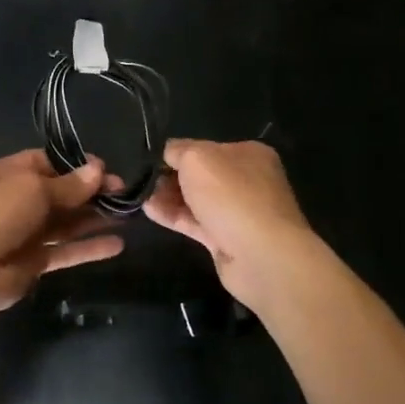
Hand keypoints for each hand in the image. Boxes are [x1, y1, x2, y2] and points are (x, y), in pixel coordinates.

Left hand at [0, 150, 125, 315]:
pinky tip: (118, 244)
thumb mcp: (32, 188)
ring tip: (128, 214)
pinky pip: (64, 251)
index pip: (43, 162)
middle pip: (57, 193)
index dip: (74, 165)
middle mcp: (11, 201)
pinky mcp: (31, 263)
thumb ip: (68, 184)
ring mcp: (21, 234)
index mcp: (2, 174)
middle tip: (124, 192)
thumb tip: (98, 170)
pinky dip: (88, 248)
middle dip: (89, 192)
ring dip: (93, 218)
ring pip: (63, 223)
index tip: (105, 170)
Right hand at [144, 139, 315, 307]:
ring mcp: (238, 212)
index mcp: (248, 154)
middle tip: (145, 182)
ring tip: (141, 196)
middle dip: (172, 177)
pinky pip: (196, 222)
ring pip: (197, 200)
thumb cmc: (232, 196)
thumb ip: (178, 150)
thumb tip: (168, 153)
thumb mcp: (197, 158)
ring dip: (169, 197)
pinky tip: (149, 211)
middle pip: (201, 175)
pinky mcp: (227, 240)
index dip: (178, 153)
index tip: (153, 162)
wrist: (262, 256)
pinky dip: (174, 216)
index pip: (205, 147)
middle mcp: (247, 181)